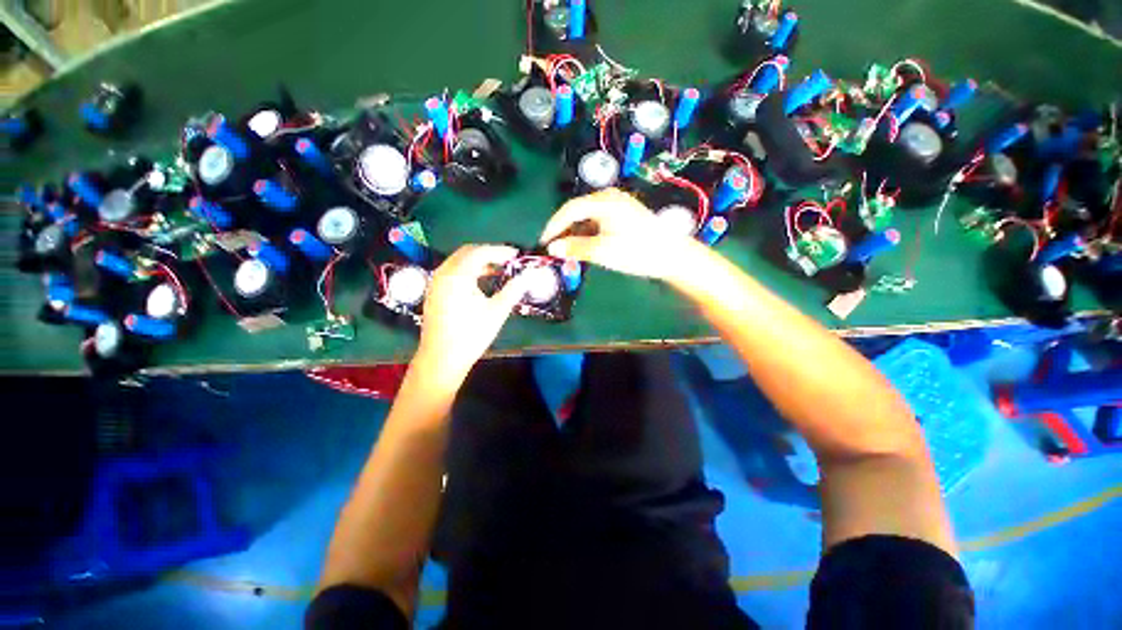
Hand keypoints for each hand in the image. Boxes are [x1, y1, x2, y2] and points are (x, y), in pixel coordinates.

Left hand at [414, 245, 532, 382]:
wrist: (442, 359)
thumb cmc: (471, 335)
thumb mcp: (497, 311)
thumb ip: (514, 290)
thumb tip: (530, 276)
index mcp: (457, 275)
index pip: (481, 252)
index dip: (500, 251)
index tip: (517, 255)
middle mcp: (443, 273)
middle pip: (467, 252)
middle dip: (489, 253)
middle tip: (508, 260)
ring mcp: (436, 282)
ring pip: (459, 261)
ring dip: (479, 261)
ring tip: (499, 270)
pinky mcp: (434, 292)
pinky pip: (453, 271)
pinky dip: (469, 270)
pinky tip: (481, 281)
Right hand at [539, 188, 695, 279]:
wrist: (672, 256)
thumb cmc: (637, 252)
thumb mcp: (603, 251)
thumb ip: (575, 248)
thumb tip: (551, 249)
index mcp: (604, 202)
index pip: (569, 210)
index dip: (554, 226)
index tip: (543, 243)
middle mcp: (610, 198)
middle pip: (577, 212)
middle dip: (564, 231)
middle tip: (554, 249)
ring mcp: (618, 206)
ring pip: (587, 218)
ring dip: (576, 234)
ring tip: (569, 252)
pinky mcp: (624, 216)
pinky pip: (598, 222)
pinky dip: (588, 234)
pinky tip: (586, 247)